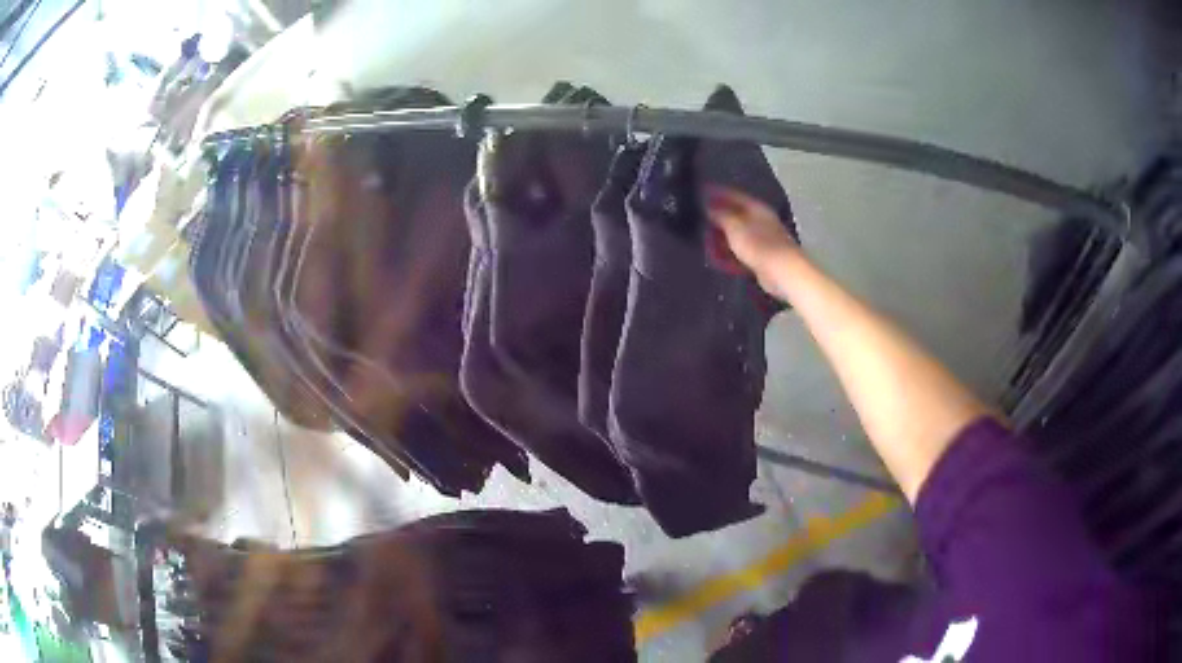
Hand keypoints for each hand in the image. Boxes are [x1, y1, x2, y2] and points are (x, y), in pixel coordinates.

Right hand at [705, 186, 798, 295]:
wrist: (782, 271)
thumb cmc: (758, 244)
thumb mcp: (734, 226)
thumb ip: (720, 214)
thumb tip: (709, 206)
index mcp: (757, 208)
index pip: (734, 195)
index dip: (717, 193)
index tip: (701, 192)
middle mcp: (761, 221)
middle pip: (736, 215)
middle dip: (718, 217)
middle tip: (700, 218)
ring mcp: (762, 240)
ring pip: (738, 235)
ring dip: (722, 237)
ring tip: (706, 240)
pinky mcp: (762, 257)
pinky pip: (741, 252)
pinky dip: (729, 253)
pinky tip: (719, 258)